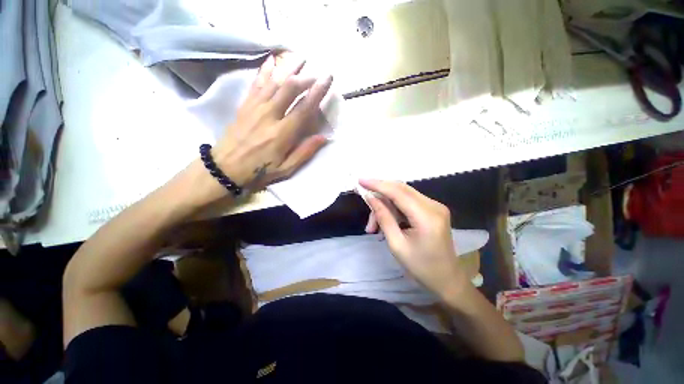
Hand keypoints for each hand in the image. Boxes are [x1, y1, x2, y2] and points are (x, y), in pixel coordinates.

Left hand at [212, 53, 332, 189]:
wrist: (225, 167)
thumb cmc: (259, 170)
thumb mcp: (286, 169)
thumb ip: (304, 152)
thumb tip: (323, 137)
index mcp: (282, 134)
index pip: (304, 108)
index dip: (317, 92)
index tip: (327, 78)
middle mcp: (269, 115)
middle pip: (289, 89)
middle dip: (305, 77)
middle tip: (317, 72)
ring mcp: (255, 107)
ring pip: (274, 81)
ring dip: (288, 68)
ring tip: (300, 58)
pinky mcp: (245, 105)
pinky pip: (256, 83)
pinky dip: (265, 71)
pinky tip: (271, 60)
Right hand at [360, 179, 466, 297]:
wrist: (447, 279)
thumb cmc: (421, 268)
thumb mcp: (397, 244)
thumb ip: (383, 217)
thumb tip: (370, 197)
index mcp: (426, 217)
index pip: (397, 192)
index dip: (377, 184)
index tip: (360, 181)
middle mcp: (433, 205)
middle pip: (400, 189)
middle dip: (379, 195)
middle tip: (365, 206)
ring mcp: (435, 206)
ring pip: (402, 195)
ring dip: (385, 206)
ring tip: (373, 227)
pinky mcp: (432, 209)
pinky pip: (408, 201)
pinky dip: (394, 209)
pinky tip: (386, 222)